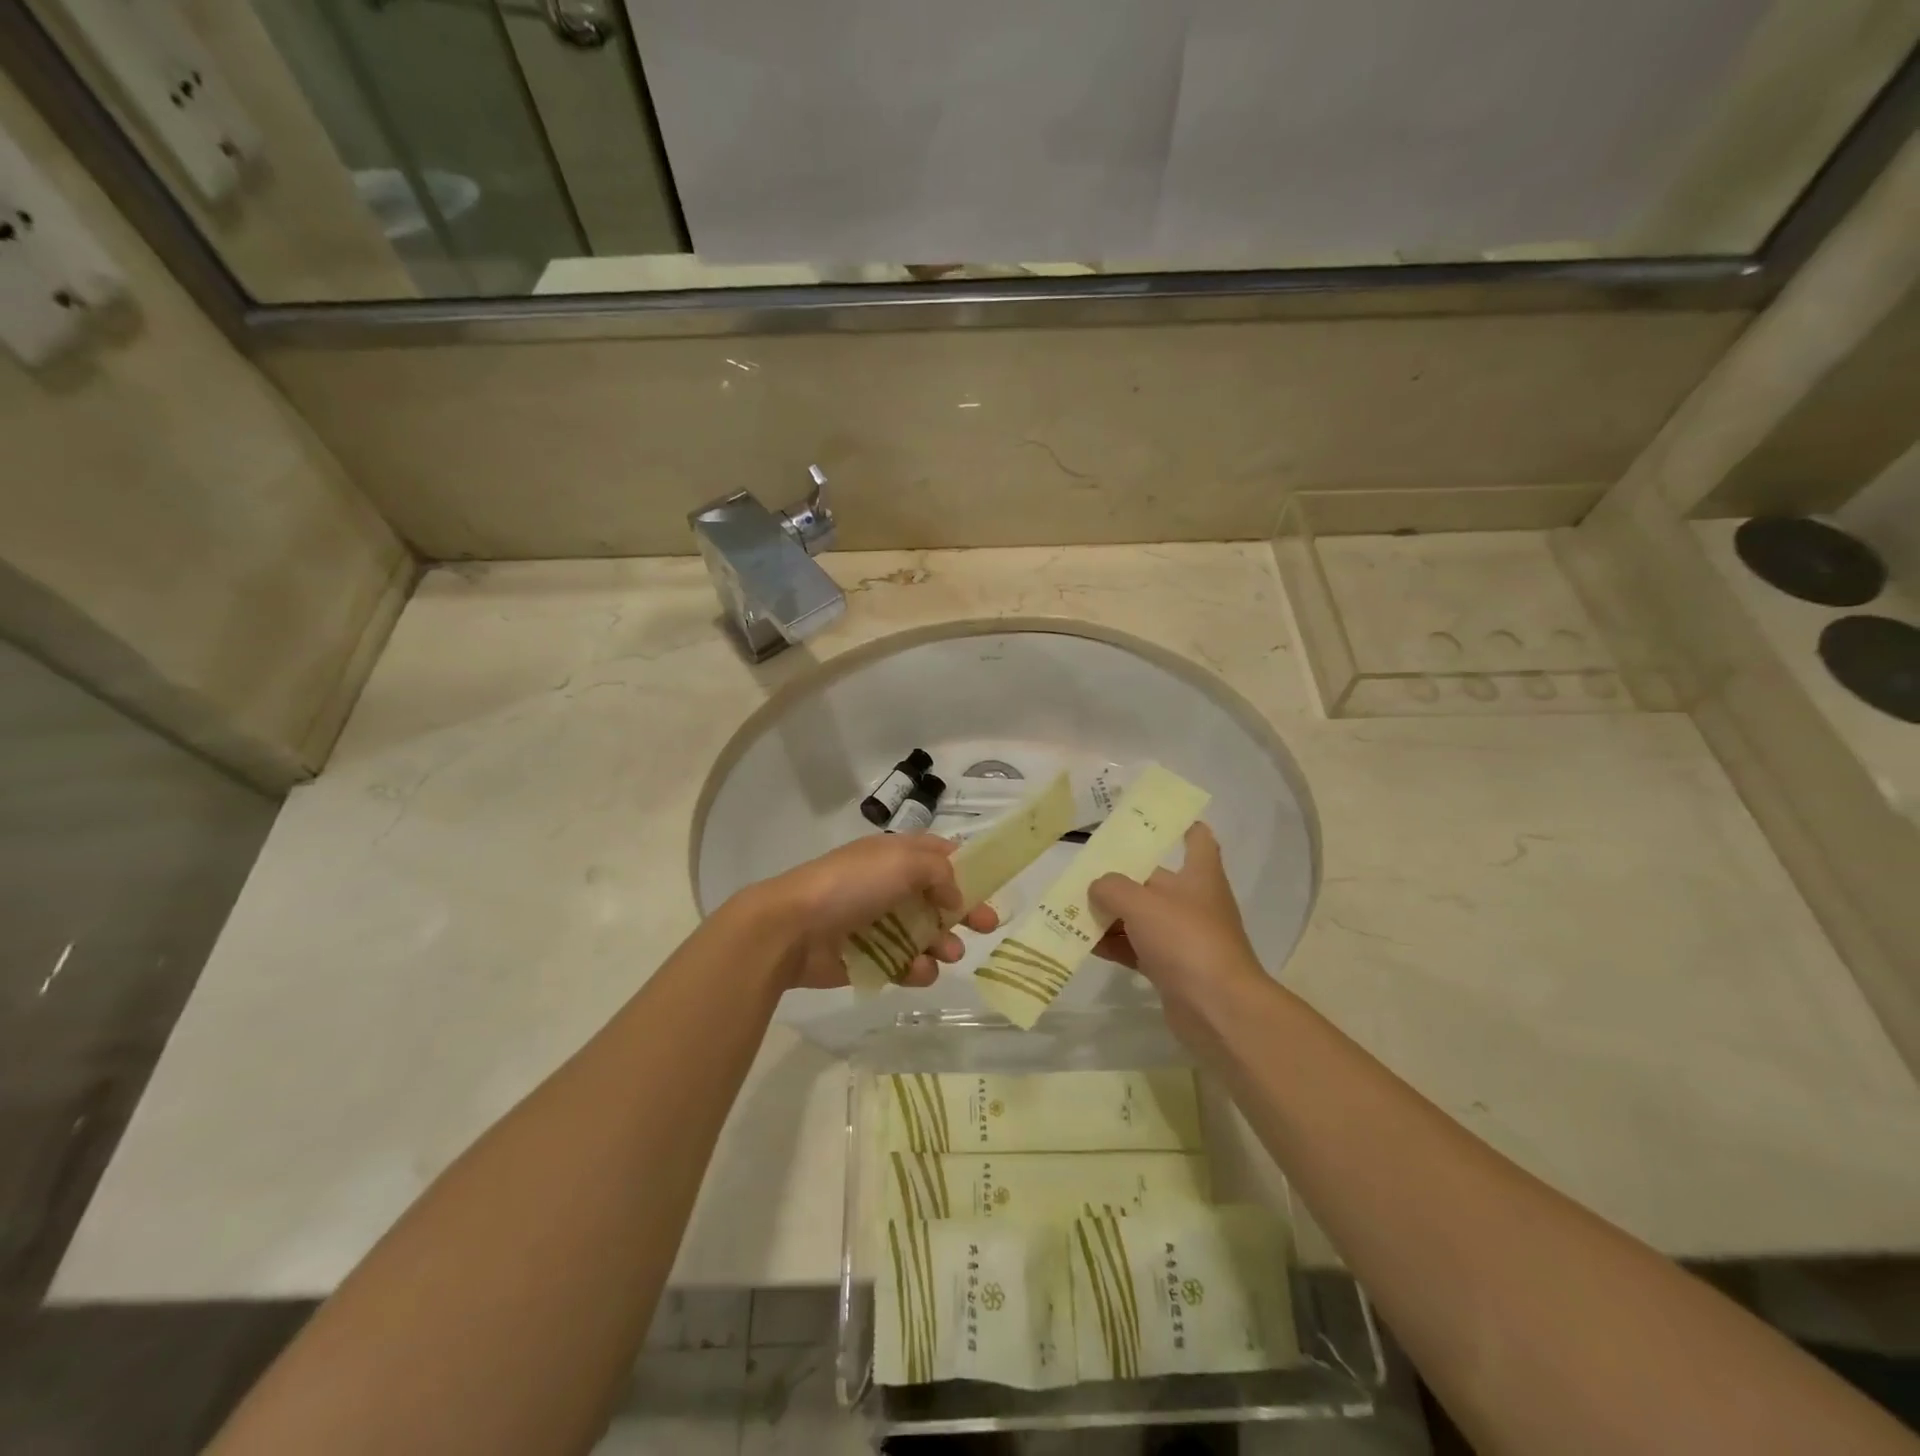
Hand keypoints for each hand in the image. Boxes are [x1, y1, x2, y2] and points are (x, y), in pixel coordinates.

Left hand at [747, 834, 998, 990]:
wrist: (791, 928)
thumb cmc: (850, 886)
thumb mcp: (902, 862)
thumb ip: (939, 874)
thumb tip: (955, 898)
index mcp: (894, 856)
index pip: (937, 854)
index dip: (964, 866)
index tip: (990, 884)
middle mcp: (887, 886)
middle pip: (937, 897)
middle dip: (964, 911)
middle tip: (987, 926)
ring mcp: (876, 923)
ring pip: (923, 934)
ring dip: (942, 943)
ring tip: (949, 954)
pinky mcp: (867, 958)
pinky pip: (901, 964)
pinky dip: (915, 968)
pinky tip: (918, 971)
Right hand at [1088, 824, 1262, 1024]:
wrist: (1218, 1009)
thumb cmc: (1185, 940)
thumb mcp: (1141, 903)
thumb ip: (1112, 888)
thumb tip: (1097, 887)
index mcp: (1198, 876)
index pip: (1197, 840)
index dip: (1180, 826)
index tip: (1153, 822)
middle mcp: (1193, 902)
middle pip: (1153, 881)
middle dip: (1119, 878)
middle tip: (1082, 873)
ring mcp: (1183, 938)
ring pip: (1140, 917)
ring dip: (1110, 914)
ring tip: (1070, 910)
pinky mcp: (1171, 969)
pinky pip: (1135, 948)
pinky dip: (1112, 945)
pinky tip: (1082, 944)